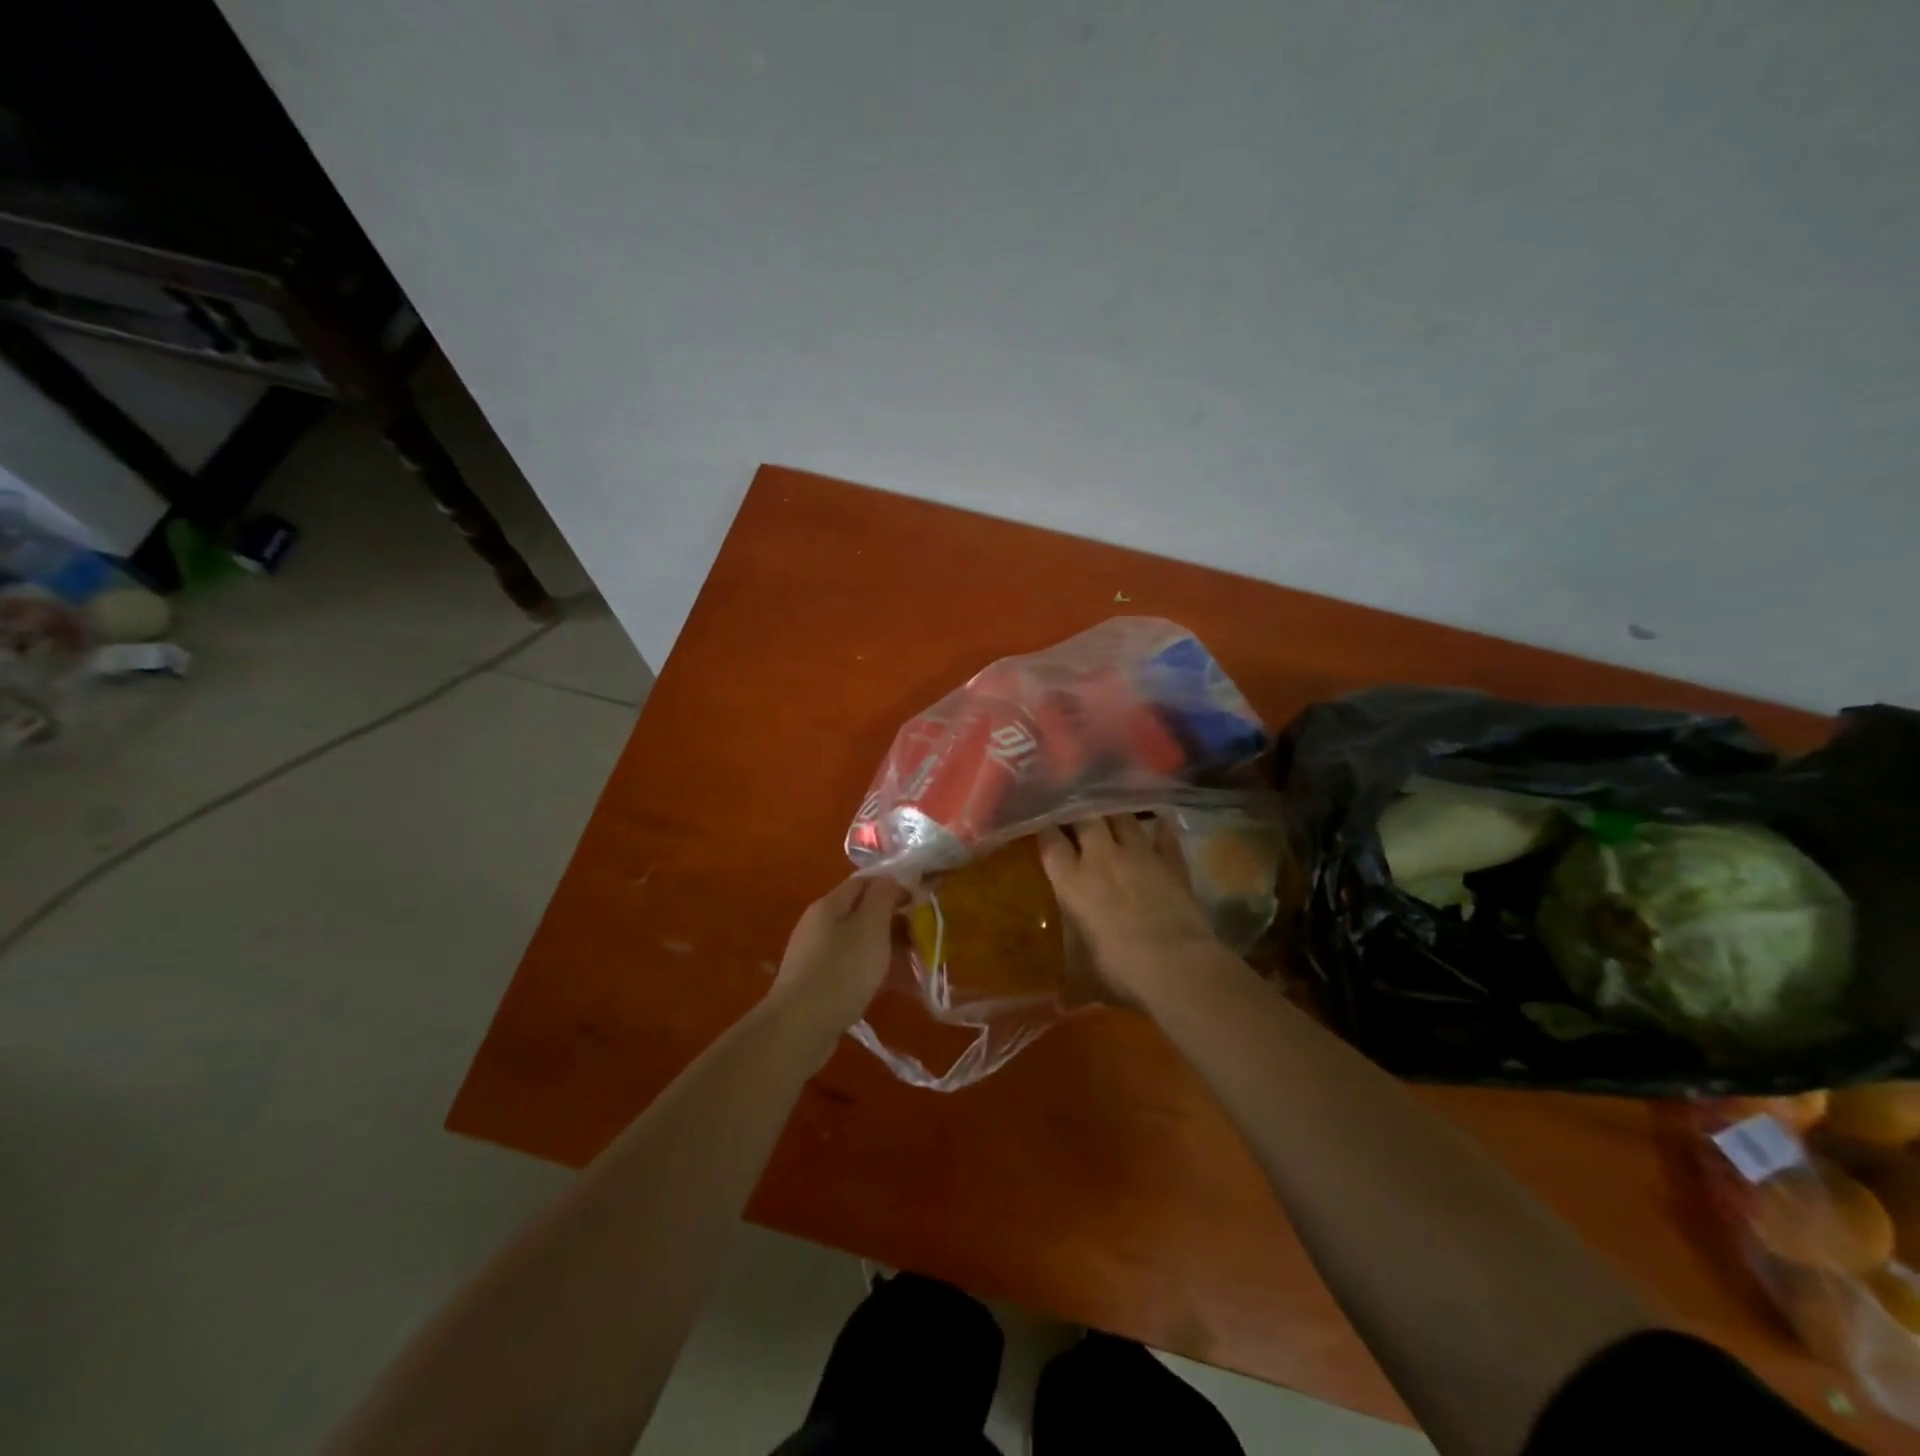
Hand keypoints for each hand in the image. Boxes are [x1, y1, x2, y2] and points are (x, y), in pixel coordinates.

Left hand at [766, 876, 906, 1035]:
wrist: (799, 1027)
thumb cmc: (841, 971)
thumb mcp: (870, 926)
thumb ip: (883, 897)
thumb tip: (892, 882)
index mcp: (829, 905)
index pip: (866, 882)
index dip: (895, 887)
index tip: (921, 903)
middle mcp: (819, 924)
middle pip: (862, 912)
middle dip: (894, 921)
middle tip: (922, 938)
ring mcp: (816, 955)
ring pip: (860, 942)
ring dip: (888, 948)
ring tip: (915, 965)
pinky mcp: (817, 983)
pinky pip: (852, 967)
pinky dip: (875, 970)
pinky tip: (893, 986)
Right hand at [1039, 814, 1223, 1002]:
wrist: (1176, 965)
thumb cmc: (1119, 970)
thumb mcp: (1085, 978)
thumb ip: (1071, 982)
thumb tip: (1059, 1004)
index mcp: (1071, 880)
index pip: (1050, 841)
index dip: (1044, 828)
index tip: (1040, 821)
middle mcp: (1101, 857)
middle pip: (1085, 816)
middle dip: (1077, 809)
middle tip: (1074, 808)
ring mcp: (1139, 854)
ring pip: (1122, 817)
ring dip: (1114, 811)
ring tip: (1109, 806)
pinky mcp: (1172, 860)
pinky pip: (1164, 833)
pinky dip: (1160, 826)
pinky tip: (1158, 820)